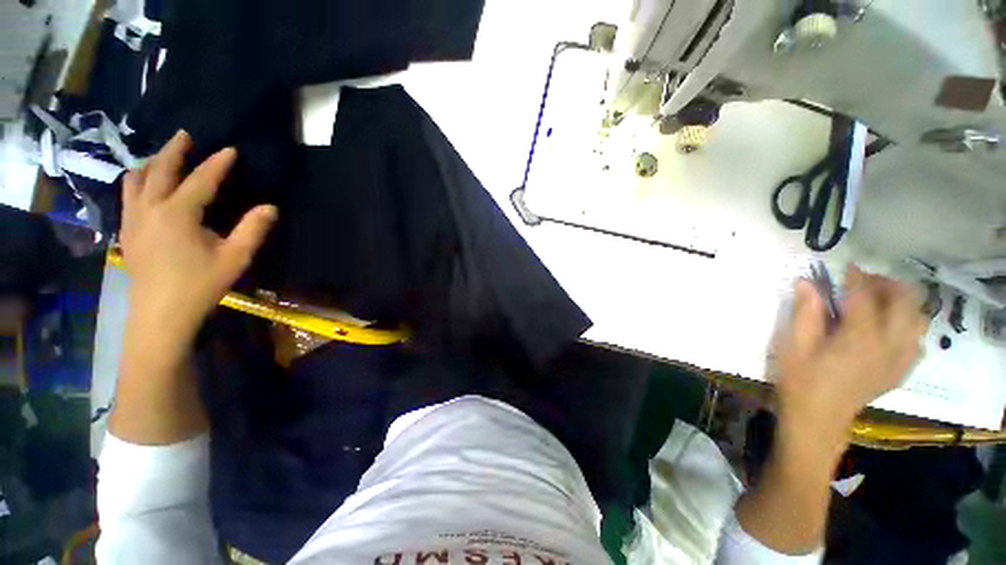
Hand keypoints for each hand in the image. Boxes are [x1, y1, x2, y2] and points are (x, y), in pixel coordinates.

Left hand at [120, 131, 276, 348]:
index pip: (200, 180)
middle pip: (159, 170)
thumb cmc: (200, 285)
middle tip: (184, 135)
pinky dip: (138, 181)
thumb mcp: (235, 258)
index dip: (217, 164)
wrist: (161, 314)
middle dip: (173, 150)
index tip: (230, 149)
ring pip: (136, 180)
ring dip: (151, 163)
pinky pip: (128, 195)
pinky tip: (145, 185)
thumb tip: (270, 207)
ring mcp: (133, 219)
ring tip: (162, 155)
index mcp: (178, 214)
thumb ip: (253, 230)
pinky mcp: (127, 231)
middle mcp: (150, 208)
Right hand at [774, 265, 928, 455]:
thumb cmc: (800, 381)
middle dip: (885, 285)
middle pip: (904, 301)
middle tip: (861, 284)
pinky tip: (887, 330)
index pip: (865, 295)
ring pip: (918, 319)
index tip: (844, 267)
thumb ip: (804, 312)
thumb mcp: (793, 345)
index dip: (855, 277)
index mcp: (860, 337)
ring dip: (901, 303)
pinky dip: (906, 326)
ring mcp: (900, 359)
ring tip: (877, 303)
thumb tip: (807, 282)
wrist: (818, 420)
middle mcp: (889, 344)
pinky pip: (917, 341)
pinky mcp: (901, 370)